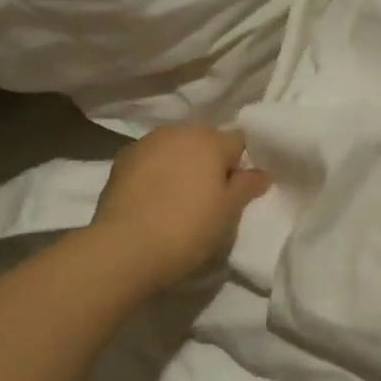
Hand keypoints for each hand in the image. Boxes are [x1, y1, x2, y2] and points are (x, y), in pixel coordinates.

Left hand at [91, 125, 271, 290]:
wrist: (126, 248)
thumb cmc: (188, 230)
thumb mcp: (228, 213)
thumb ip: (246, 187)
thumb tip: (261, 173)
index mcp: (210, 141)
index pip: (239, 141)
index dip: (242, 164)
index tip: (239, 190)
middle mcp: (177, 133)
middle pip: (204, 140)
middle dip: (211, 161)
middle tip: (212, 196)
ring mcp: (145, 144)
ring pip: (174, 148)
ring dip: (181, 164)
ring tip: (180, 198)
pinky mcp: (120, 161)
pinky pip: (150, 160)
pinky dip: (156, 172)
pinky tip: (154, 200)